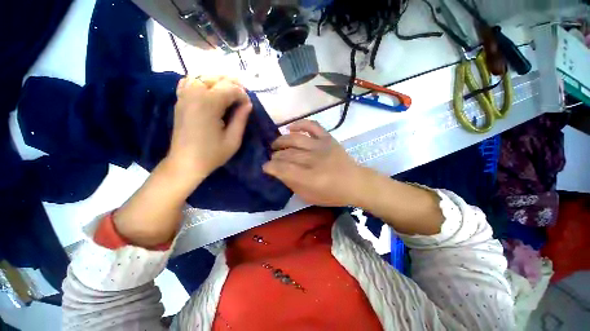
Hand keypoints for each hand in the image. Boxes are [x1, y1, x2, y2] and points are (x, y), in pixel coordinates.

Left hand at [167, 76, 251, 182]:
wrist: (185, 162)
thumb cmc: (212, 154)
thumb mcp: (233, 140)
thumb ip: (241, 119)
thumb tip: (248, 104)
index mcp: (209, 104)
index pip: (230, 89)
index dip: (243, 95)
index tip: (248, 105)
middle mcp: (195, 94)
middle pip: (216, 79)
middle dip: (233, 84)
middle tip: (242, 97)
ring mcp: (184, 96)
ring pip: (203, 76)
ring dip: (218, 81)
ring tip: (229, 91)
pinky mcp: (179, 100)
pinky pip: (189, 81)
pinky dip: (201, 81)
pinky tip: (209, 90)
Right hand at [263, 120, 366, 206]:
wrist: (355, 182)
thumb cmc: (332, 194)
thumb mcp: (309, 197)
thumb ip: (292, 184)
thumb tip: (279, 172)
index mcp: (309, 178)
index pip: (282, 169)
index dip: (270, 167)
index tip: (265, 167)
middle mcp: (313, 159)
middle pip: (287, 154)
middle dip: (275, 156)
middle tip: (272, 158)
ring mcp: (321, 146)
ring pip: (295, 139)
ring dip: (281, 141)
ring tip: (275, 145)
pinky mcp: (328, 138)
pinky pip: (312, 126)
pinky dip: (300, 124)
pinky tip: (290, 127)